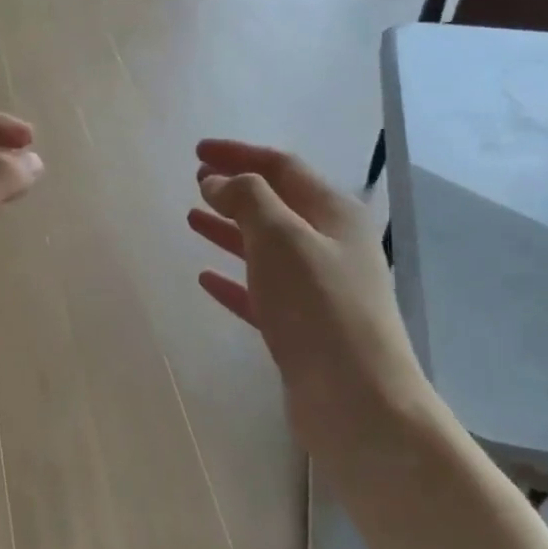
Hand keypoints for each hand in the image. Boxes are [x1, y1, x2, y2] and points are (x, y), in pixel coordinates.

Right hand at [187, 139, 434, 476]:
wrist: (354, 398)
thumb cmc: (317, 307)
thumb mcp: (280, 239)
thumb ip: (248, 200)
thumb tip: (219, 180)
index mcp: (333, 214)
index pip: (282, 168)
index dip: (239, 154)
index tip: (197, 151)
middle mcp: (330, 245)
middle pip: (276, 205)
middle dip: (235, 189)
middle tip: (195, 181)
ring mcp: (317, 288)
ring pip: (265, 247)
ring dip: (229, 230)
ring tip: (193, 218)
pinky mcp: (301, 325)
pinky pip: (260, 290)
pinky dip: (233, 279)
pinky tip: (205, 278)